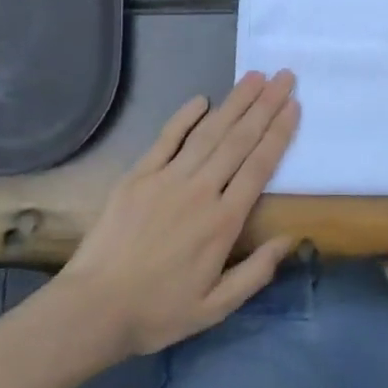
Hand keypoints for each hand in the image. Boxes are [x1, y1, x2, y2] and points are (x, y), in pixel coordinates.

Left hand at [52, 70, 299, 359]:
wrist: (93, 309)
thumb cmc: (158, 311)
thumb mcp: (215, 307)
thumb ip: (256, 272)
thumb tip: (291, 238)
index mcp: (223, 222)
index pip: (259, 166)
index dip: (279, 133)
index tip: (294, 106)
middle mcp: (200, 191)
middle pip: (239, 140)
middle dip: (264, 106)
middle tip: (284, 77)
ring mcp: (167, 179)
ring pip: (209, 132)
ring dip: (234, 103)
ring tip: (255, 77)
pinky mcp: (138, 176)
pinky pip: (166, 139)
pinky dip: (185, 116)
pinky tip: (203, 99)